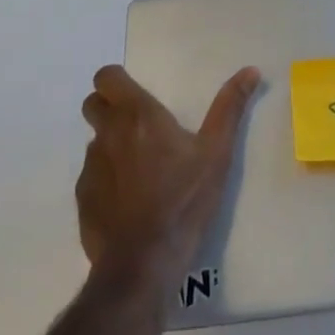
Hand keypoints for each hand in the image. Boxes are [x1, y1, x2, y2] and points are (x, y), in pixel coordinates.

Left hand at [77, 63, 260, 291]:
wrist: (144, 264)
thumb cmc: (183, 200)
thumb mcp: (216, 152)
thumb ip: (230, 107)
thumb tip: (250, 70)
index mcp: (137, 115)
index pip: (106, 77)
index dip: (116, 81)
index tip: (135, 93)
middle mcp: (108, 134)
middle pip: (93, 104)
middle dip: (108, 107)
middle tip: (138, 125)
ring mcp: (91, 168)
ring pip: (94, 141)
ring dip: (111, 144)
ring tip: (139, 168)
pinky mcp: (83, 200)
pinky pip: (92, 176)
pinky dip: (107, 179)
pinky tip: (129, 201)